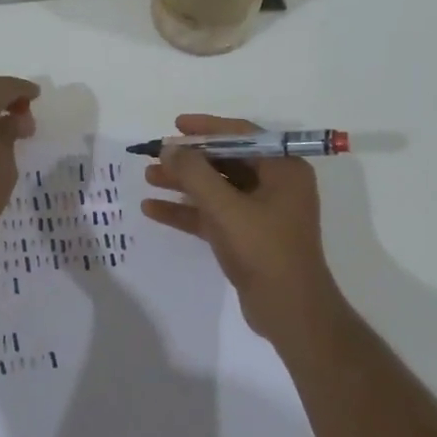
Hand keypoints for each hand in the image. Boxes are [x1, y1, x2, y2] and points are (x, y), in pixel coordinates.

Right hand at [140, 115, 344, 347]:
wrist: (289, 311)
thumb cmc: (264, 249)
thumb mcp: (226, 207)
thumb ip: (194, 174)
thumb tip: (169, 148)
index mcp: (283, 169)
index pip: (242, 135)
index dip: (207, 128)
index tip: (175, 125)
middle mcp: (276, 185)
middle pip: (225, 161)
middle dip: (189, 159)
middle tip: (155, 155)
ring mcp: (261, 212)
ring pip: (216, 189)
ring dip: (183, 184)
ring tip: (147, 178)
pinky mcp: (247, 237)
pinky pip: (213, 215)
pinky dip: (187, 211)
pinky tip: (153, 209)